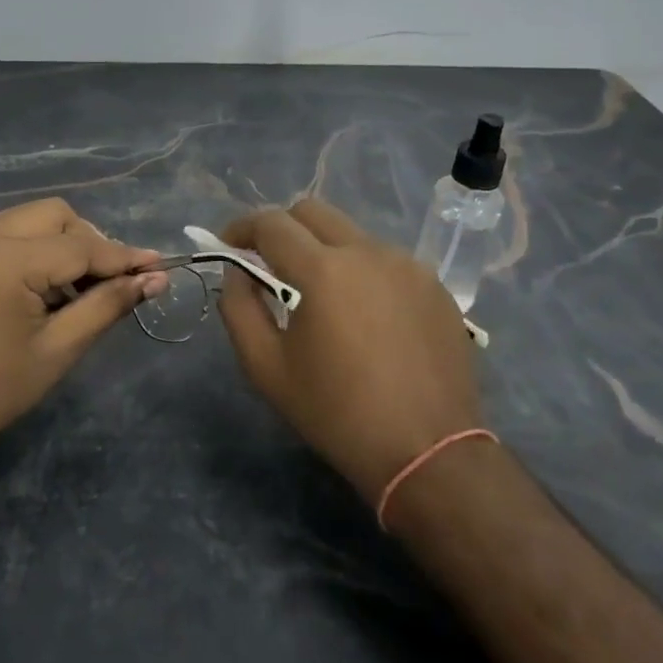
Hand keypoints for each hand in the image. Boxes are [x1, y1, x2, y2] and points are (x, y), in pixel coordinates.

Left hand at [0, 199, 167, 465]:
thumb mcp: (59, 348)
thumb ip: (108, 304)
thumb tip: (156, 280)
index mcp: (6, 259)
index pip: (82, 245)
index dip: (124, 258)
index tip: (160, 267)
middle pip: (56, 215)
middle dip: (91, 243)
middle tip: (112, 284)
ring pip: (32, 219)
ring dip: (63, 244)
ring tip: (79, 290)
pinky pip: (7, 232)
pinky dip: (34, 249)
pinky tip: (44, 287)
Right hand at [219, 200, 483, 502]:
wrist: (428, 452)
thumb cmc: (336, 413)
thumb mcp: (267, 368)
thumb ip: (239, 308)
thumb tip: (236, 272)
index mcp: (323, 270)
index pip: (271, 223)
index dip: (241, 227)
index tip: (228, 246)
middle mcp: (368, 252)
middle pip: (313, 211)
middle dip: (282, 228)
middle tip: (269, 264)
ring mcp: (408, 265)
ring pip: (352, 235)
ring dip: (324, 250)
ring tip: (321, 297)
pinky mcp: (435, 285)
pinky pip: (386, 261)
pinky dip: (362, 272)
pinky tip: (364, 316)